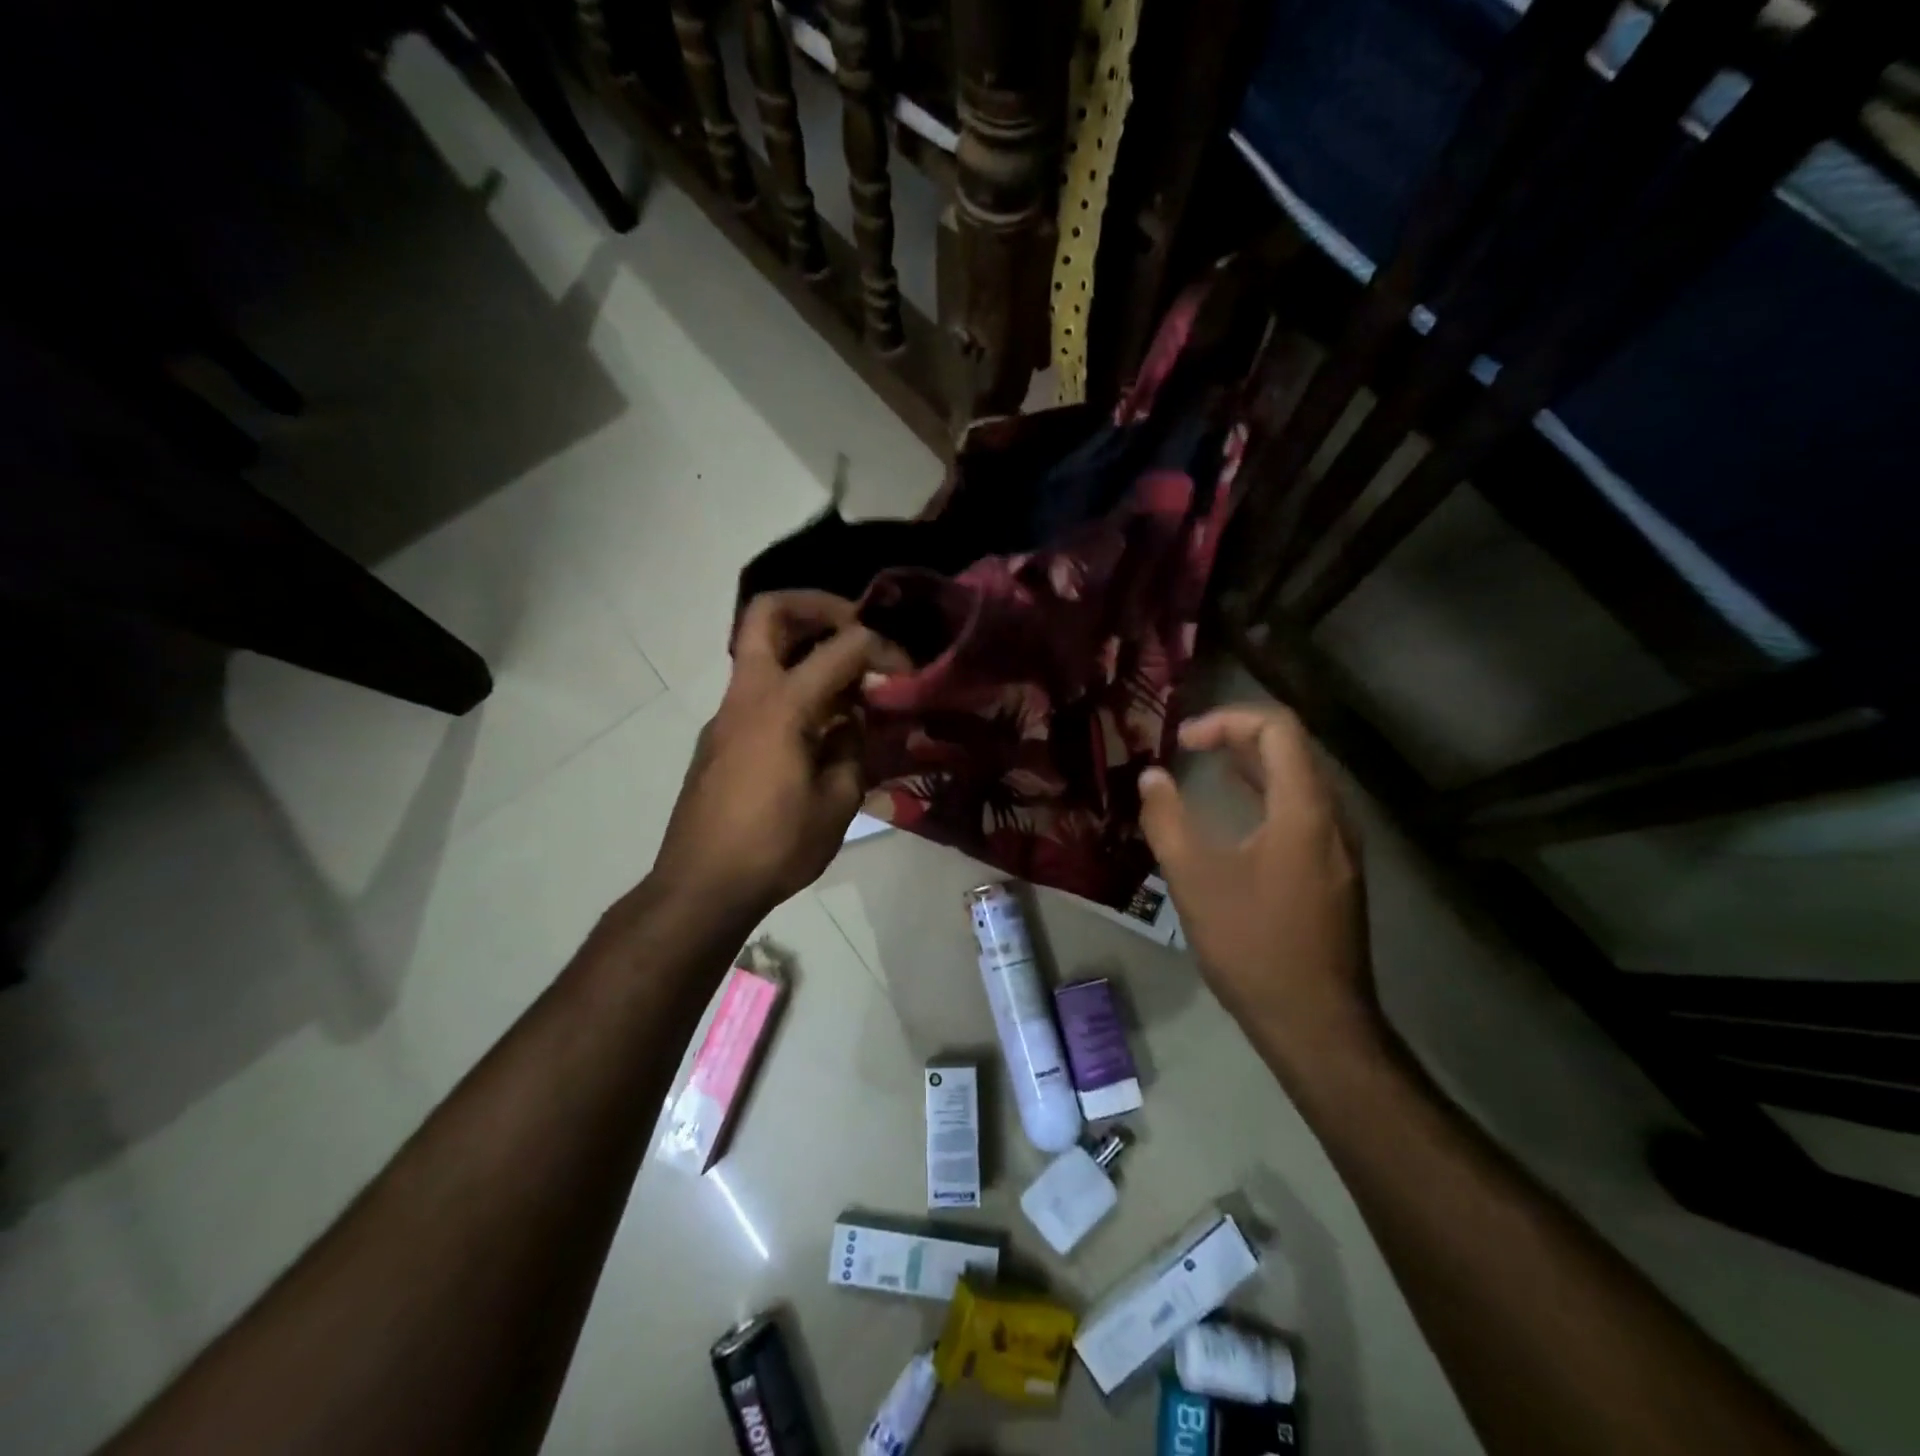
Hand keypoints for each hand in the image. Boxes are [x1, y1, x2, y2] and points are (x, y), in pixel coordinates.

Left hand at [653, 591, 904, 923]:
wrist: (701, 885)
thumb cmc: (774, 846)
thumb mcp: (837, 803)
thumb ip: (852, 750)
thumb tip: (853, 721)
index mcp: (782, 706)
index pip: (842, 648)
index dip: (883, 647)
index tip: (907, 669)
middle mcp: (748, 695)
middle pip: (769, 612)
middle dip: (817, 606)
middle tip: (855, 626)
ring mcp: (726, 714)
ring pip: (760, 649)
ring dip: (804, 646)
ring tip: (846, 680)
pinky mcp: (719, 737)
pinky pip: (757, 688)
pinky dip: (791, 684)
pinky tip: (818, 725)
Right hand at [1139, 704, 1381, 1074]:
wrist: (1316, 1022)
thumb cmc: (1252, 946)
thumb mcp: (1194, 880)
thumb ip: (1167, 820)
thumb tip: (1151, 777)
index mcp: (1304, 809)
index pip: (1278, 728)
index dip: (1228, 719)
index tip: (1184, 741)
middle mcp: (1334, 817)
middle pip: (1293, 748)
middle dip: (1239, 735)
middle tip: (1191, 746)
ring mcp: (1342, 846)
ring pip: (1301, 779)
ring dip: (1254, 763)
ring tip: (1208, 766)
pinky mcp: (1338, 870)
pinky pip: (1306, 809)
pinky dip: (1269, 793)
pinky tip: (1241, 810)